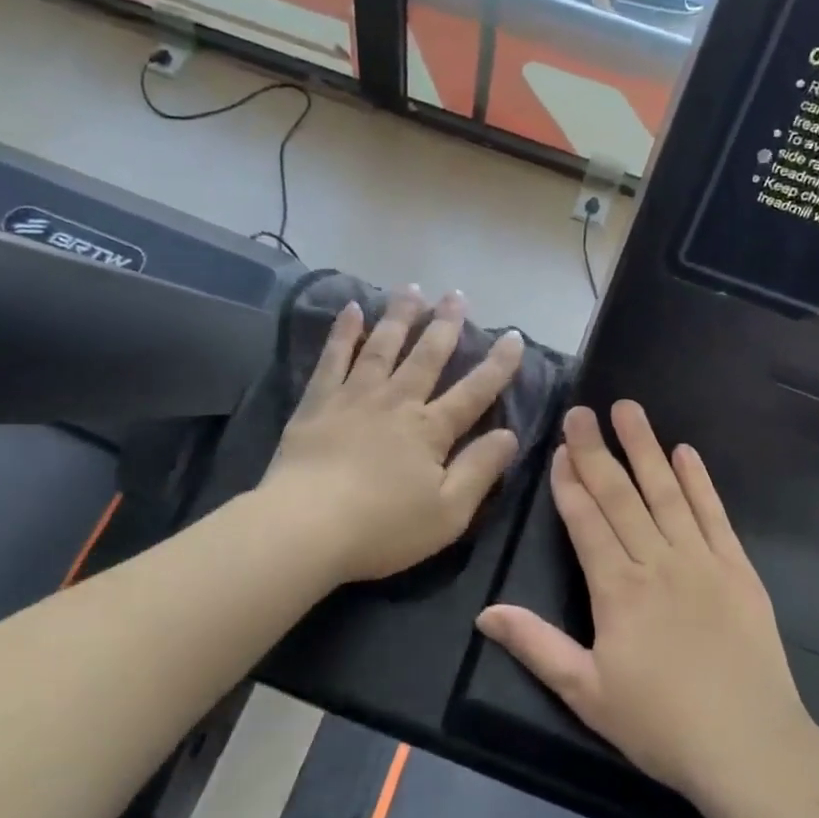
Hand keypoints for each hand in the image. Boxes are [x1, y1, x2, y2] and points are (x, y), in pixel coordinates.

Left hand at [264, 287, 524, 583]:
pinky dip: (343, 332)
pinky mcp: (318, 402)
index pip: (473, 391)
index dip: (497, 365)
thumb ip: (479, 470)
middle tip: (457, 295)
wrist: (305, 527)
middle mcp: (396, 402)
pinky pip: (333, 358)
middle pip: (427, 356)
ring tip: (413, 289)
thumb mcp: (448, 513)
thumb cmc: (382, 528)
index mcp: (430, 430)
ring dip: (400, 316)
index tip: (513, 336)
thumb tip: (510, 435)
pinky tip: (352, 309)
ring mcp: (354, 397)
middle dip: (445, 325)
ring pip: (383, 346)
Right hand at [477, 401, 810, 806]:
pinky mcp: (738, 569)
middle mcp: (657, 562)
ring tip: (629, 410)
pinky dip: (699, 482)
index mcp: (617, 590)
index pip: (586, 522)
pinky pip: (714, 515)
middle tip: (581, 412)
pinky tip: (687, 453)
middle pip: (620, 496)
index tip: (558, 448)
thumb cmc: (661, 724)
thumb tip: (486, 613)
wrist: (750, 747)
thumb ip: (536, 646)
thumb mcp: (587, 693)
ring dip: (645, 449)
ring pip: (665, 493)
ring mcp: (701, 561)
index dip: (569, 483)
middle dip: (596, 451)